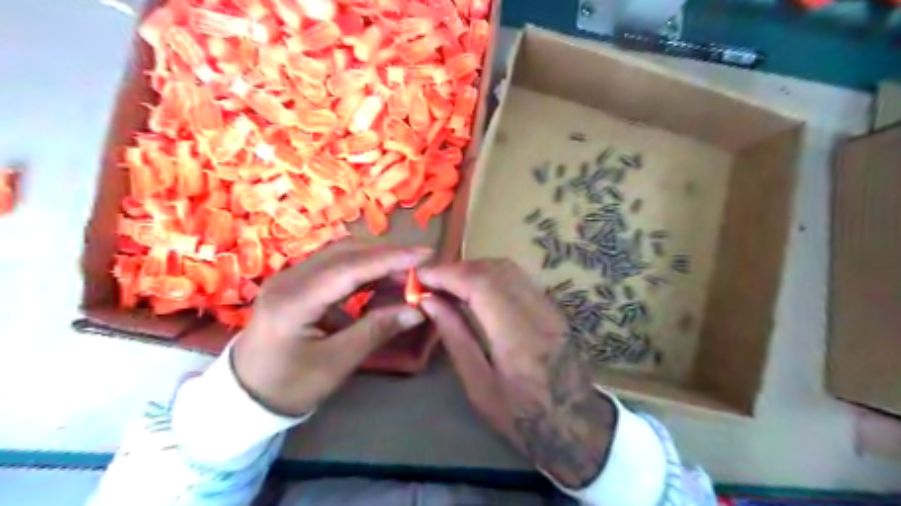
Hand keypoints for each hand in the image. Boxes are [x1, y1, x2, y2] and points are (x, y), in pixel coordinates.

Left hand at [230, 243, 427, 417]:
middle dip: (386, 254)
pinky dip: (362, 268)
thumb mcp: (336, 363)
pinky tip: (381, 278)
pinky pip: (334, 265)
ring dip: (375, 258)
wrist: (245, 395)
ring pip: (340, 254)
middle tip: (421, 262)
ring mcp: (290, 277)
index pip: (349, 268)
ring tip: (407, 269)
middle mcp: (290, 278)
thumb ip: (376, 331)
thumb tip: (417, 310)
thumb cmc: (290, 385)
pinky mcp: (296, 282)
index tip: (424, 256)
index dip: (389, 259)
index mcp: (294, 301)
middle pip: (345, 252)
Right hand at [420, 258, 616, 486]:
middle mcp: (538, 313)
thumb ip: (455, 337)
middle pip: (495, 269)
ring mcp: (550, 308)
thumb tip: (428, 301)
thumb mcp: (478, 384)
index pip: (481, 285)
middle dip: (459, 268)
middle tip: (433, 280)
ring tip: (450, 283)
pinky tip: (476, 289)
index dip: (448, 273)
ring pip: (509, 269)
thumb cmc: (519, 415)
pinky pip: (519, 279)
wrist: (574, 423)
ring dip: (475, 269)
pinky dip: (492, 276)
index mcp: (517, 337)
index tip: (421, 276)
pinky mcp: (553, 308)